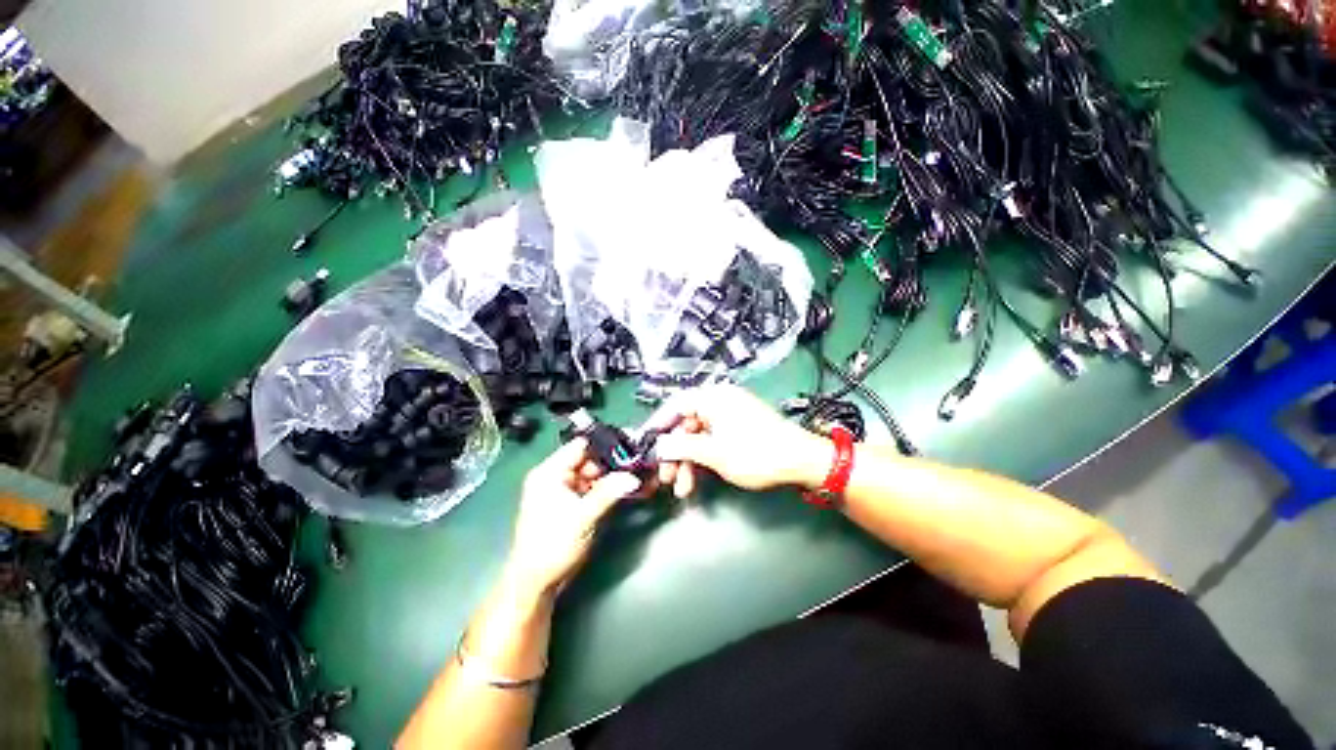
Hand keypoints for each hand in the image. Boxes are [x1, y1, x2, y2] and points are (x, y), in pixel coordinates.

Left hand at [504, 438, 640, 597]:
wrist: (535, 583)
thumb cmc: (553, 547)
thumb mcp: (583, 517)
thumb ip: (608, 493)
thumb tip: (633, 477)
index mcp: (549, 472)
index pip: (581, 446)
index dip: (605, 446)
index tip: (630, 449)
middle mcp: (554, 476)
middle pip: (589, 460)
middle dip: (612, 465)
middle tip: (637, 467)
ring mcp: (562, 490)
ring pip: (592, 474)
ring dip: (611, 478)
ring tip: (635, 479)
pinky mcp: (569, 504)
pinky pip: (591, 488)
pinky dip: (606, 490)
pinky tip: (624, 491)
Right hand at [647, 384, 829, 497]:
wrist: (802, 463)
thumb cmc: (757, 453)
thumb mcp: (714, 453)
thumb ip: (681, 447)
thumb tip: (658, 445)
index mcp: (713, 397)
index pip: (675, 404)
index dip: (657, 424)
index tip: (645, 443)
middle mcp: (719, 402)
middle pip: (685, 425)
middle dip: (674, 453)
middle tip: (665, 477)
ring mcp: (729, 417)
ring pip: (697, 438)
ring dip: (687, 462)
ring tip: (682, 489)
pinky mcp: (737, 431)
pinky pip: (711, 442)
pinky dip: (702, 460)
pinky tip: (696, 481)